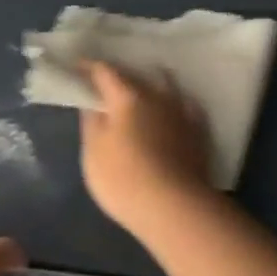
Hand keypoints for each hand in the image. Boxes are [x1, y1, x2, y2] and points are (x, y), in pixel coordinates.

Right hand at [79, 61, 215, 234]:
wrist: (175, 208)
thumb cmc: (124, 179)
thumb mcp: (93, 153)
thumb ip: (92, 122)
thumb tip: (93, 102)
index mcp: (128, 96)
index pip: (105, 71)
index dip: (88, 67)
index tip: (77, 67)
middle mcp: (158, 95)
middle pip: (136, 75)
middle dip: (120, 75)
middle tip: (106, 83)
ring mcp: (182, 112)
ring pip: (166, 85)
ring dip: (151, 83)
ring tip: (142, 91)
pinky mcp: (199, 131)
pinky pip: (185, 105)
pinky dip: (174, 102)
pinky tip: (173, 109)